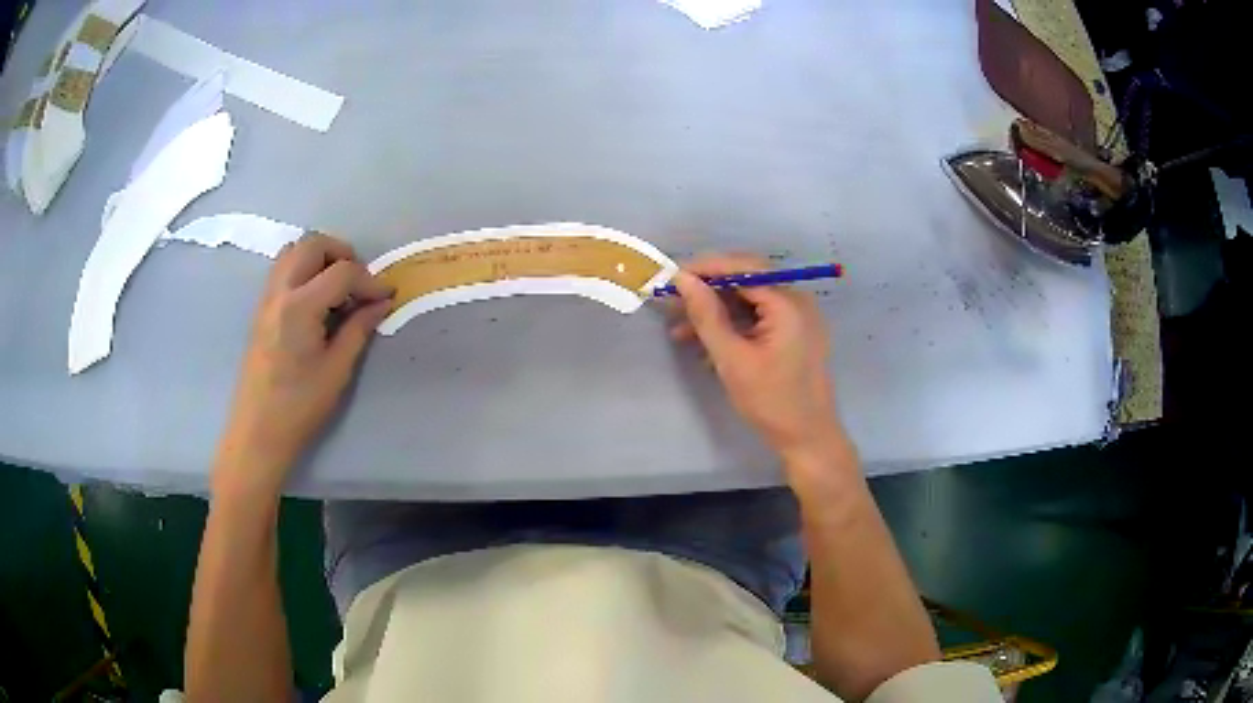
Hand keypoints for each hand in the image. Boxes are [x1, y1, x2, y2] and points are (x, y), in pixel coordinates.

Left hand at [213, 233, 393, 494]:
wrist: (257, 431)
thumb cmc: (299, 406)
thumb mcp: (337, 370)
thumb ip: (359, 328)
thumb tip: (381, 303)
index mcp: (299, 307)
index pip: (342, 272)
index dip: (369, 281)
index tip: (386, 298)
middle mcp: (280, 291)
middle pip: (313, 244)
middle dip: (343, 254)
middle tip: (359, 284)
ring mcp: (267, 297)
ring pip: (294, 250)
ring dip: (321, 257)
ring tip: (338, 289)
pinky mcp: (262, 308)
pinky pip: (283, 268)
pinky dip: (305, 269)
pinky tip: (317, 301)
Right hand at [669, 254, 846, 463]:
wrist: (808, 438)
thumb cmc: (771, 401)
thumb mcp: (732, 359)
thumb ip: (707, 316)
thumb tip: (682, 280)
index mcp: (788, 303)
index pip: (744, 268)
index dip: (706, 268)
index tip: (672, 278)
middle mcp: (797, 301)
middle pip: (747, 280)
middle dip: (708, 290)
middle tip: (673, 302)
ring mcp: (797, 317)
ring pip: (749, 300)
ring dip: (716, 311)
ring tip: (680, 330)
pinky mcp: (792, 333)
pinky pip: (758, 317)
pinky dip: (732, 325)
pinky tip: (706, 344)